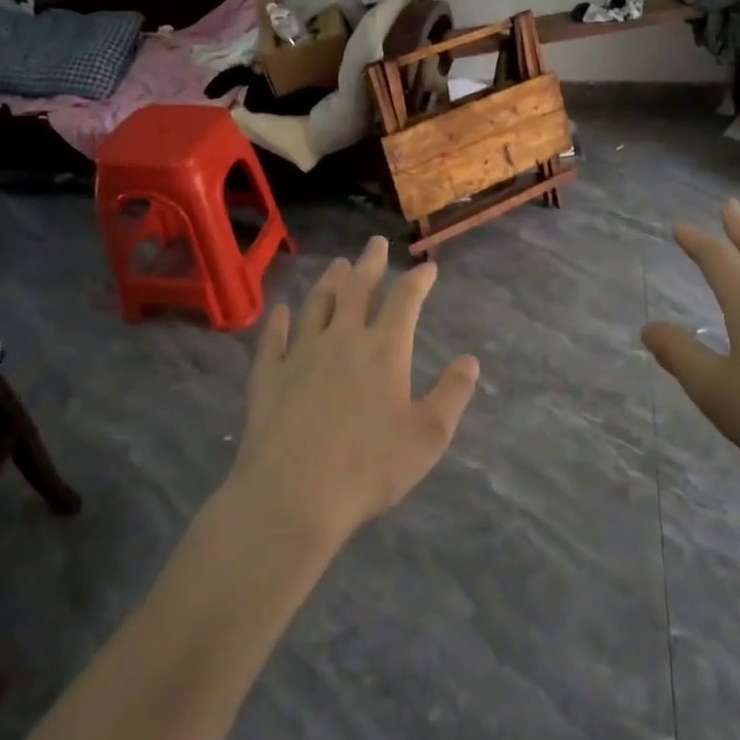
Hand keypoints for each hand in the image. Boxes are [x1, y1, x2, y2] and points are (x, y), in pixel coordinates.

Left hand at [233, 236, 479, 550]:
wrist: (291, 497)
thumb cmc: (368, 469)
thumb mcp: (427, 437)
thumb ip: (452, 394)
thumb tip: (470, 360)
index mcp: (384, 350)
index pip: (405, 300)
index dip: (418, 279)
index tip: (428, 267)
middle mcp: (342, 339)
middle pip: (358, 289)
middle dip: (371, 263)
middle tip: (376, 242)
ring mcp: (301, 353)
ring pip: (317, 304)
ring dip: (330, 281)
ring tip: (338, 264)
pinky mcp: (268, 375)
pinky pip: (274, 337)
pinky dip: (279, 319)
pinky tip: (282, 310)